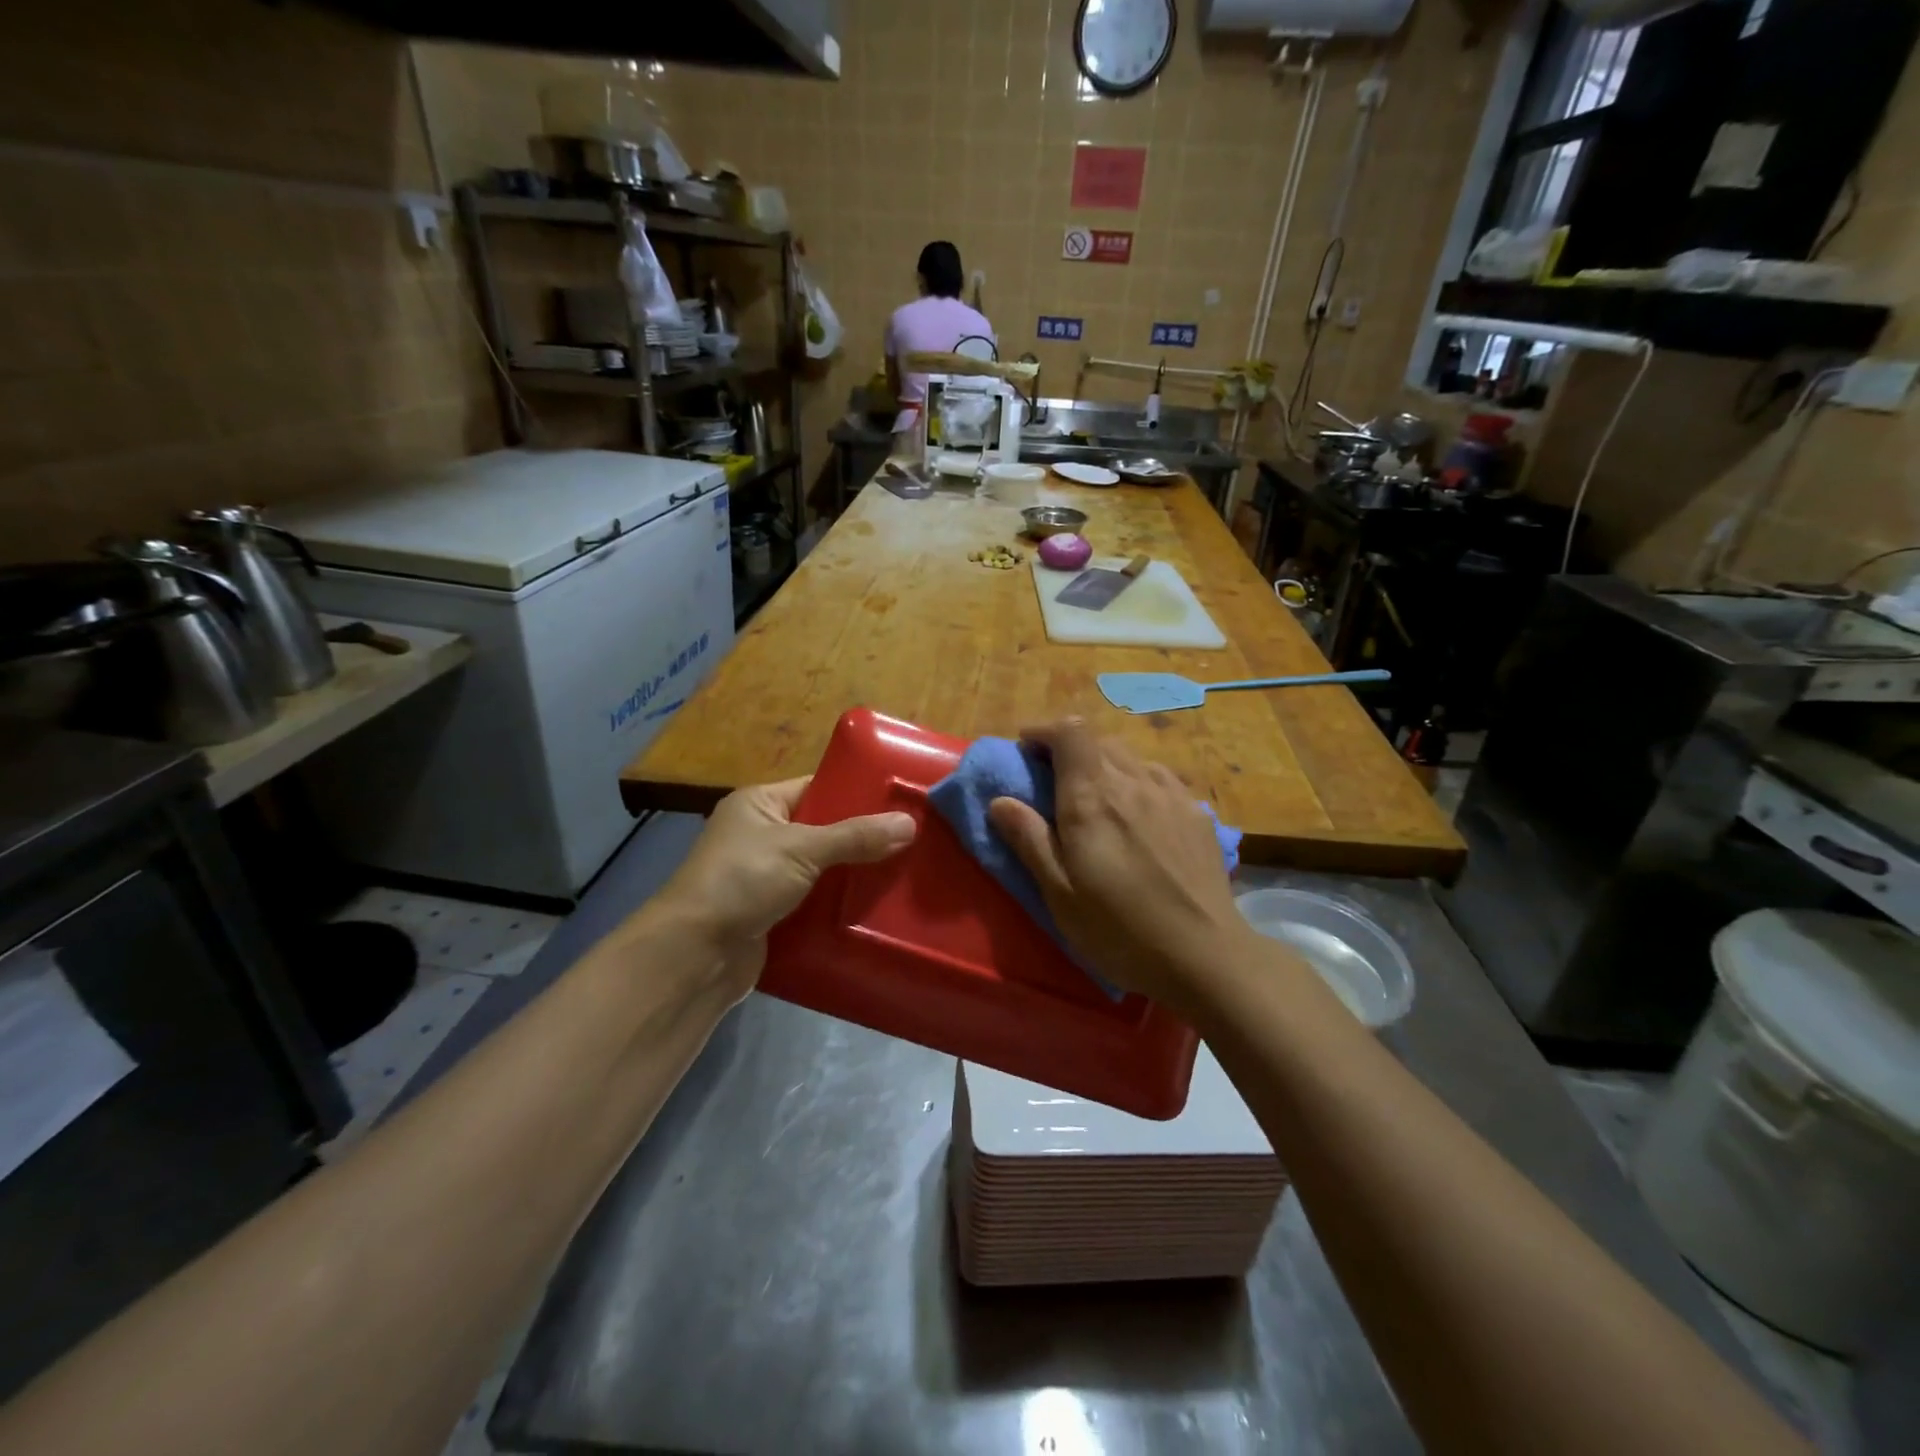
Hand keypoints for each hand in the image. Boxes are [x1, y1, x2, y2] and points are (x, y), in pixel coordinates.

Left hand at [656, 779, 915, 996]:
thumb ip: (855, 836)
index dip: (857, 792)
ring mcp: (767, 877)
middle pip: (825, 830)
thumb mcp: (801, 849)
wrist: (695, 956)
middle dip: (864, 838)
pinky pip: (817, 902)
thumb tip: (910, 823)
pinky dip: (841, 905)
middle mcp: (762, 835)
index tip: (901, 800)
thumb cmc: (741, 882)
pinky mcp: (775, 914)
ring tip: (908, 872)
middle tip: (914, 839)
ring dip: (855, 875)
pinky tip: (879, 907)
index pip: (817, 788)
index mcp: (760, 804)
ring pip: (824, 870)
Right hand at [987, 720, 1250, 1008]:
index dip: (1044, 731)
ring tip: (1098, 799)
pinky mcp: (1197, 814)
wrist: (1204, 955)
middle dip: (1070, 749)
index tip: (1026, 749)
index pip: (1070, 732)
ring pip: (1132, 758)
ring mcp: (1171, 795)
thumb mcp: (1059, 892)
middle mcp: (1133, 782)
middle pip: (1099, 740)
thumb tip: (999, 800)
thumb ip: (1029, 839)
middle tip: (1054, 780)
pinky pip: (1160, 779)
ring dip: (1106, 765)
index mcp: (1092, 797)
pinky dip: (1138, 782)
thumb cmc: (1119, 929)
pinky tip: (1140, 816)